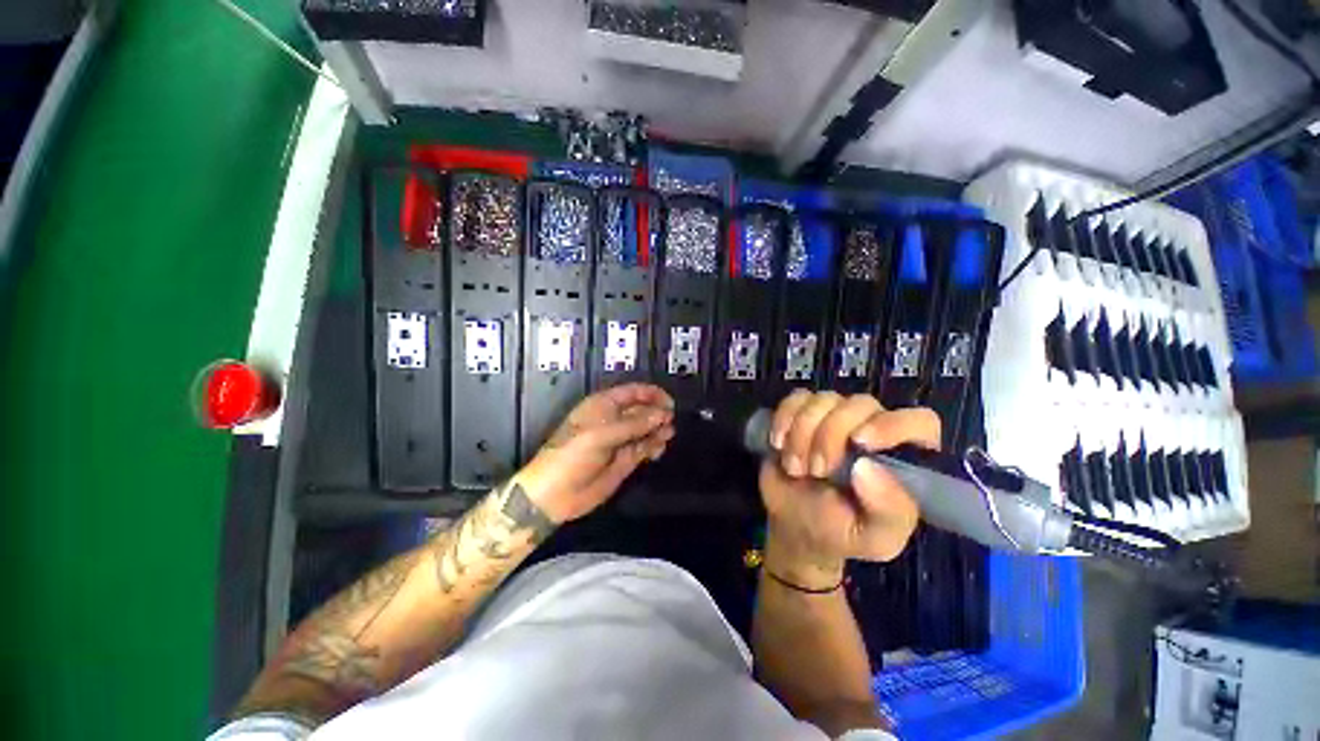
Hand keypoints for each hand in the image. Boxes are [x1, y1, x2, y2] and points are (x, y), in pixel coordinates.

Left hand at [517, 383, 674, 523]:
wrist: (555, 494)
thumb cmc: (573, 454)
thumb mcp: (602, 435)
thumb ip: (634, 424)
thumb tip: (663, 414)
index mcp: (603, 405)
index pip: (633, 392)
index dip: (651, 394)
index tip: (669, 402)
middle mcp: (614, 420)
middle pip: (642, 410)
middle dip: (657, 413)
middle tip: (670, 421)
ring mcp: (620, 441)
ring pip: (646, 429)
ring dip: (658, 430)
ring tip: (667, 435)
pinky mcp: (625, 460)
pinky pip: (644, 448)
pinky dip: (654, 446)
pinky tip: (658, 450)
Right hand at [759, 391, 939, 586]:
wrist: (794, 526)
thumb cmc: (842, 533)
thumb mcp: (874, 538)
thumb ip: (888, 511)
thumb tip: (868, 468)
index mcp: (902, 458)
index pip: (920, 422)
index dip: (893, 425)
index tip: (860, 442)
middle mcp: (872, 428)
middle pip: (861, 404)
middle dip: (830, 435)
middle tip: (816, 470)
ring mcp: (834, 416)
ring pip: (825, 399)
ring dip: (802, 432)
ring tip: (795, 467)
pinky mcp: (802, 412)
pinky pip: (796, 398)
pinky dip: (784, 418)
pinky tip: (778, 443)